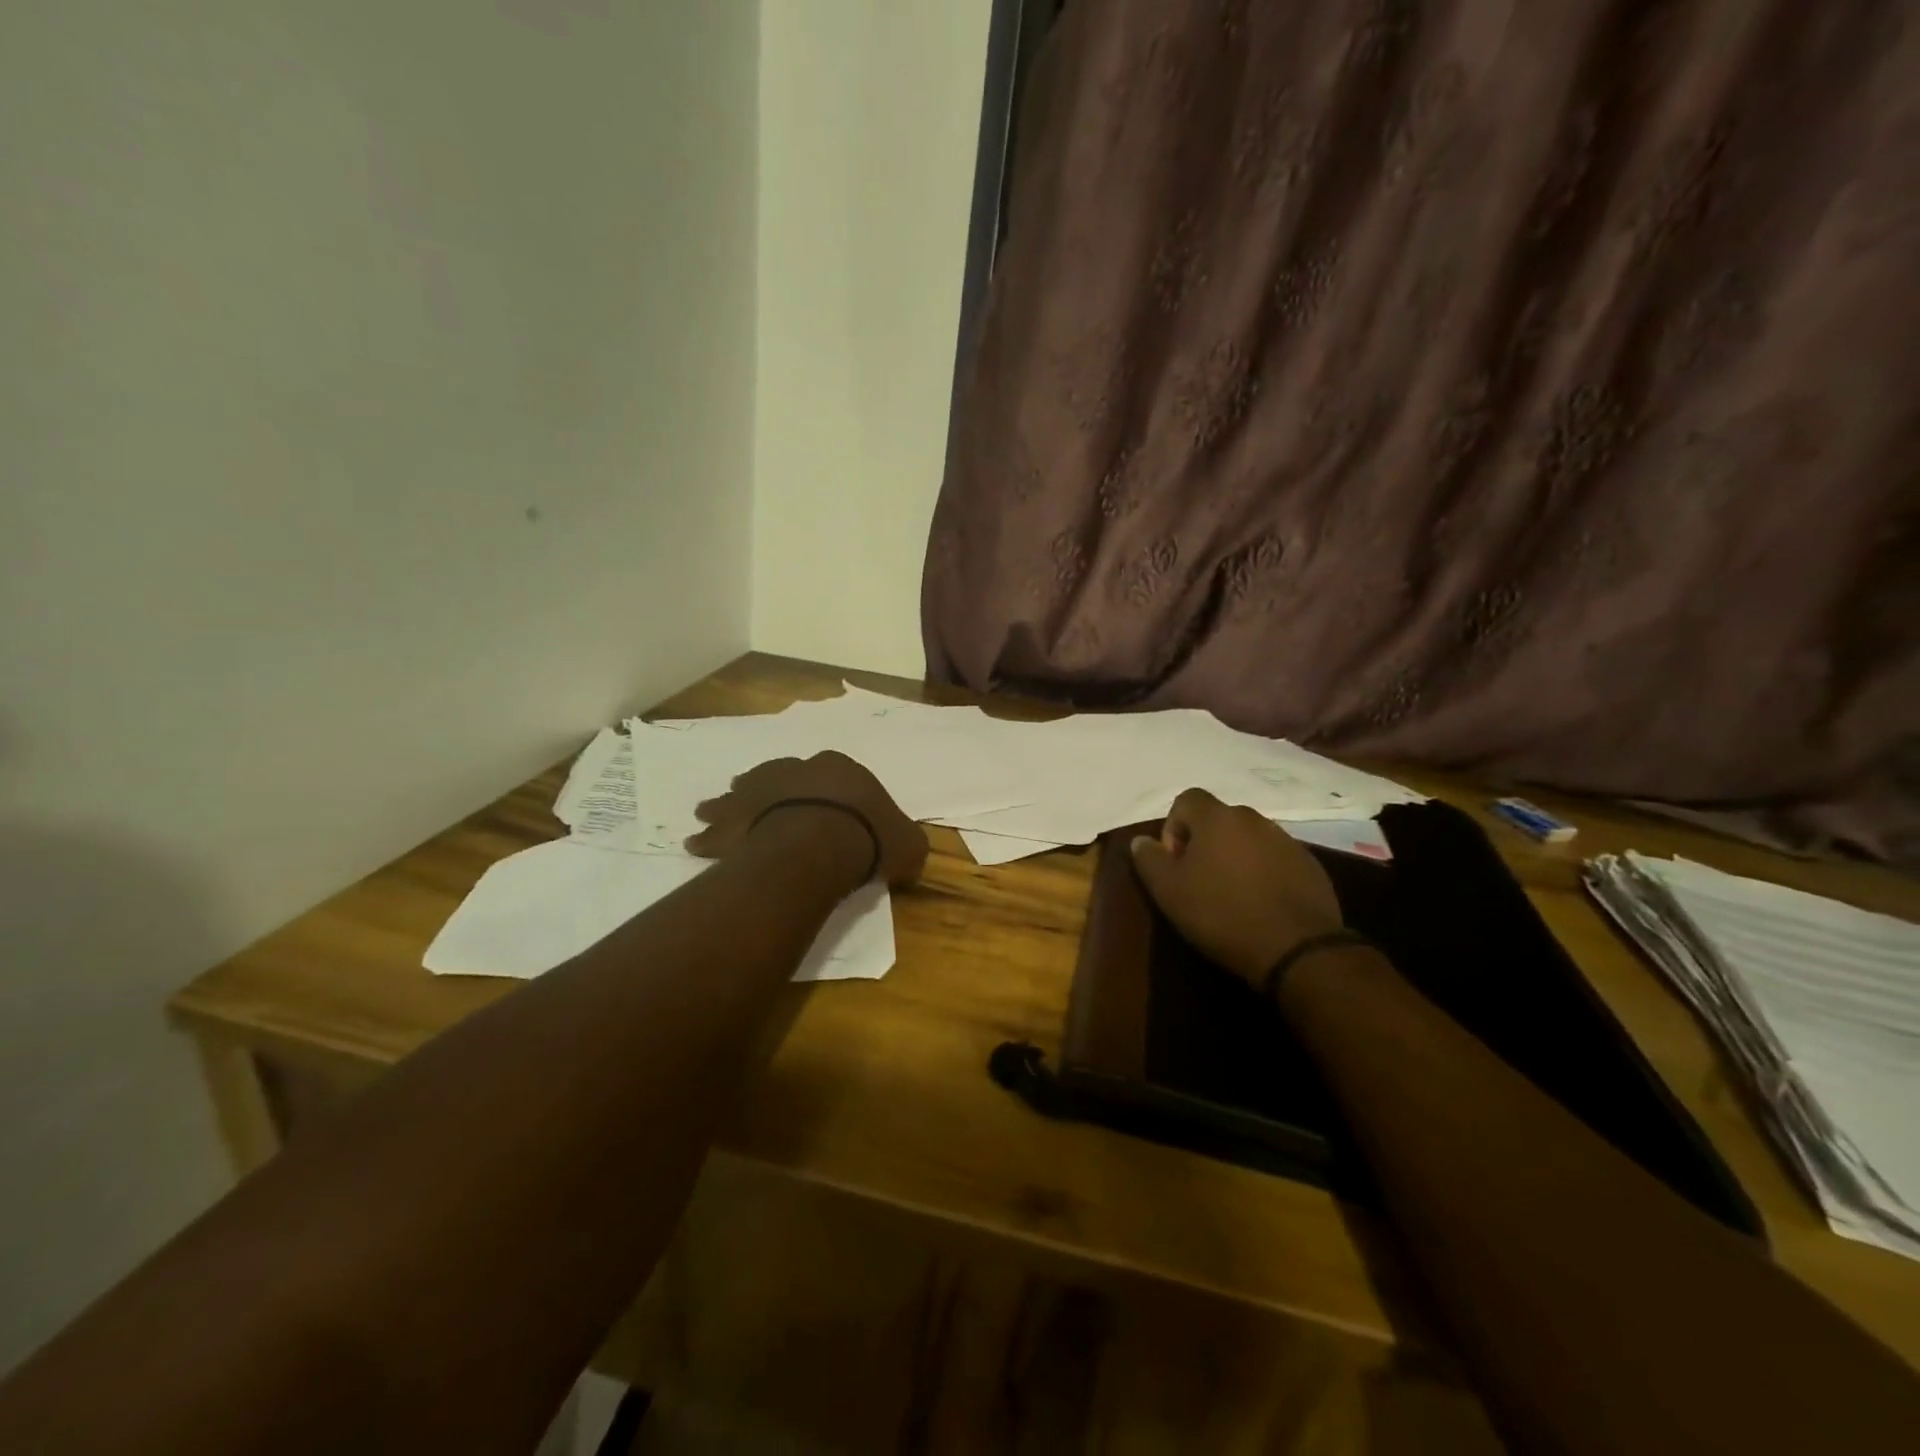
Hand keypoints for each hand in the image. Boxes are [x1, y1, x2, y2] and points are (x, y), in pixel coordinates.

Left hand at [685, 751, 928, 887]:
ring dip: (726, 803)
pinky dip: (707, 836)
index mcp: (841, 769)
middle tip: (757, 801)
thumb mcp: (908, 844)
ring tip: (708, 811)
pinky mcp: (739, 818)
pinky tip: (695, 842)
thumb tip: (908, 857)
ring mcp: (763, 791)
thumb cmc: (869, 837)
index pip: (835, 773)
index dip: (831, 792)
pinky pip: (717, 828)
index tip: (830, 811)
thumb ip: (906, 846)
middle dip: (769, 789)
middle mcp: (797, 771)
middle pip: (779, 777)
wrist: (823, 841)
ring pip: (741, 794)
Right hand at [1129, 788, 1344, 983]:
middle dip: (1204, 844)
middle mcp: (1254, 819)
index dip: (1173, 827)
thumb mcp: (1169, 891)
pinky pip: (1275, 860)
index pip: (1186, 799)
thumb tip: (1141, 840)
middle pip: (1218, 820)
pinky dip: (1263, 874)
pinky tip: (1260, 905)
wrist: (1296, 948)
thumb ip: (1149, 859)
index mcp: (1217, 818)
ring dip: (1235, 858)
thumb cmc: (1221, 913)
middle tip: (1199, 882)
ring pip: (1248, 840)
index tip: (1175, 863)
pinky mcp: (1310, 866)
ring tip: (1231, 896)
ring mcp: (1287, 841)